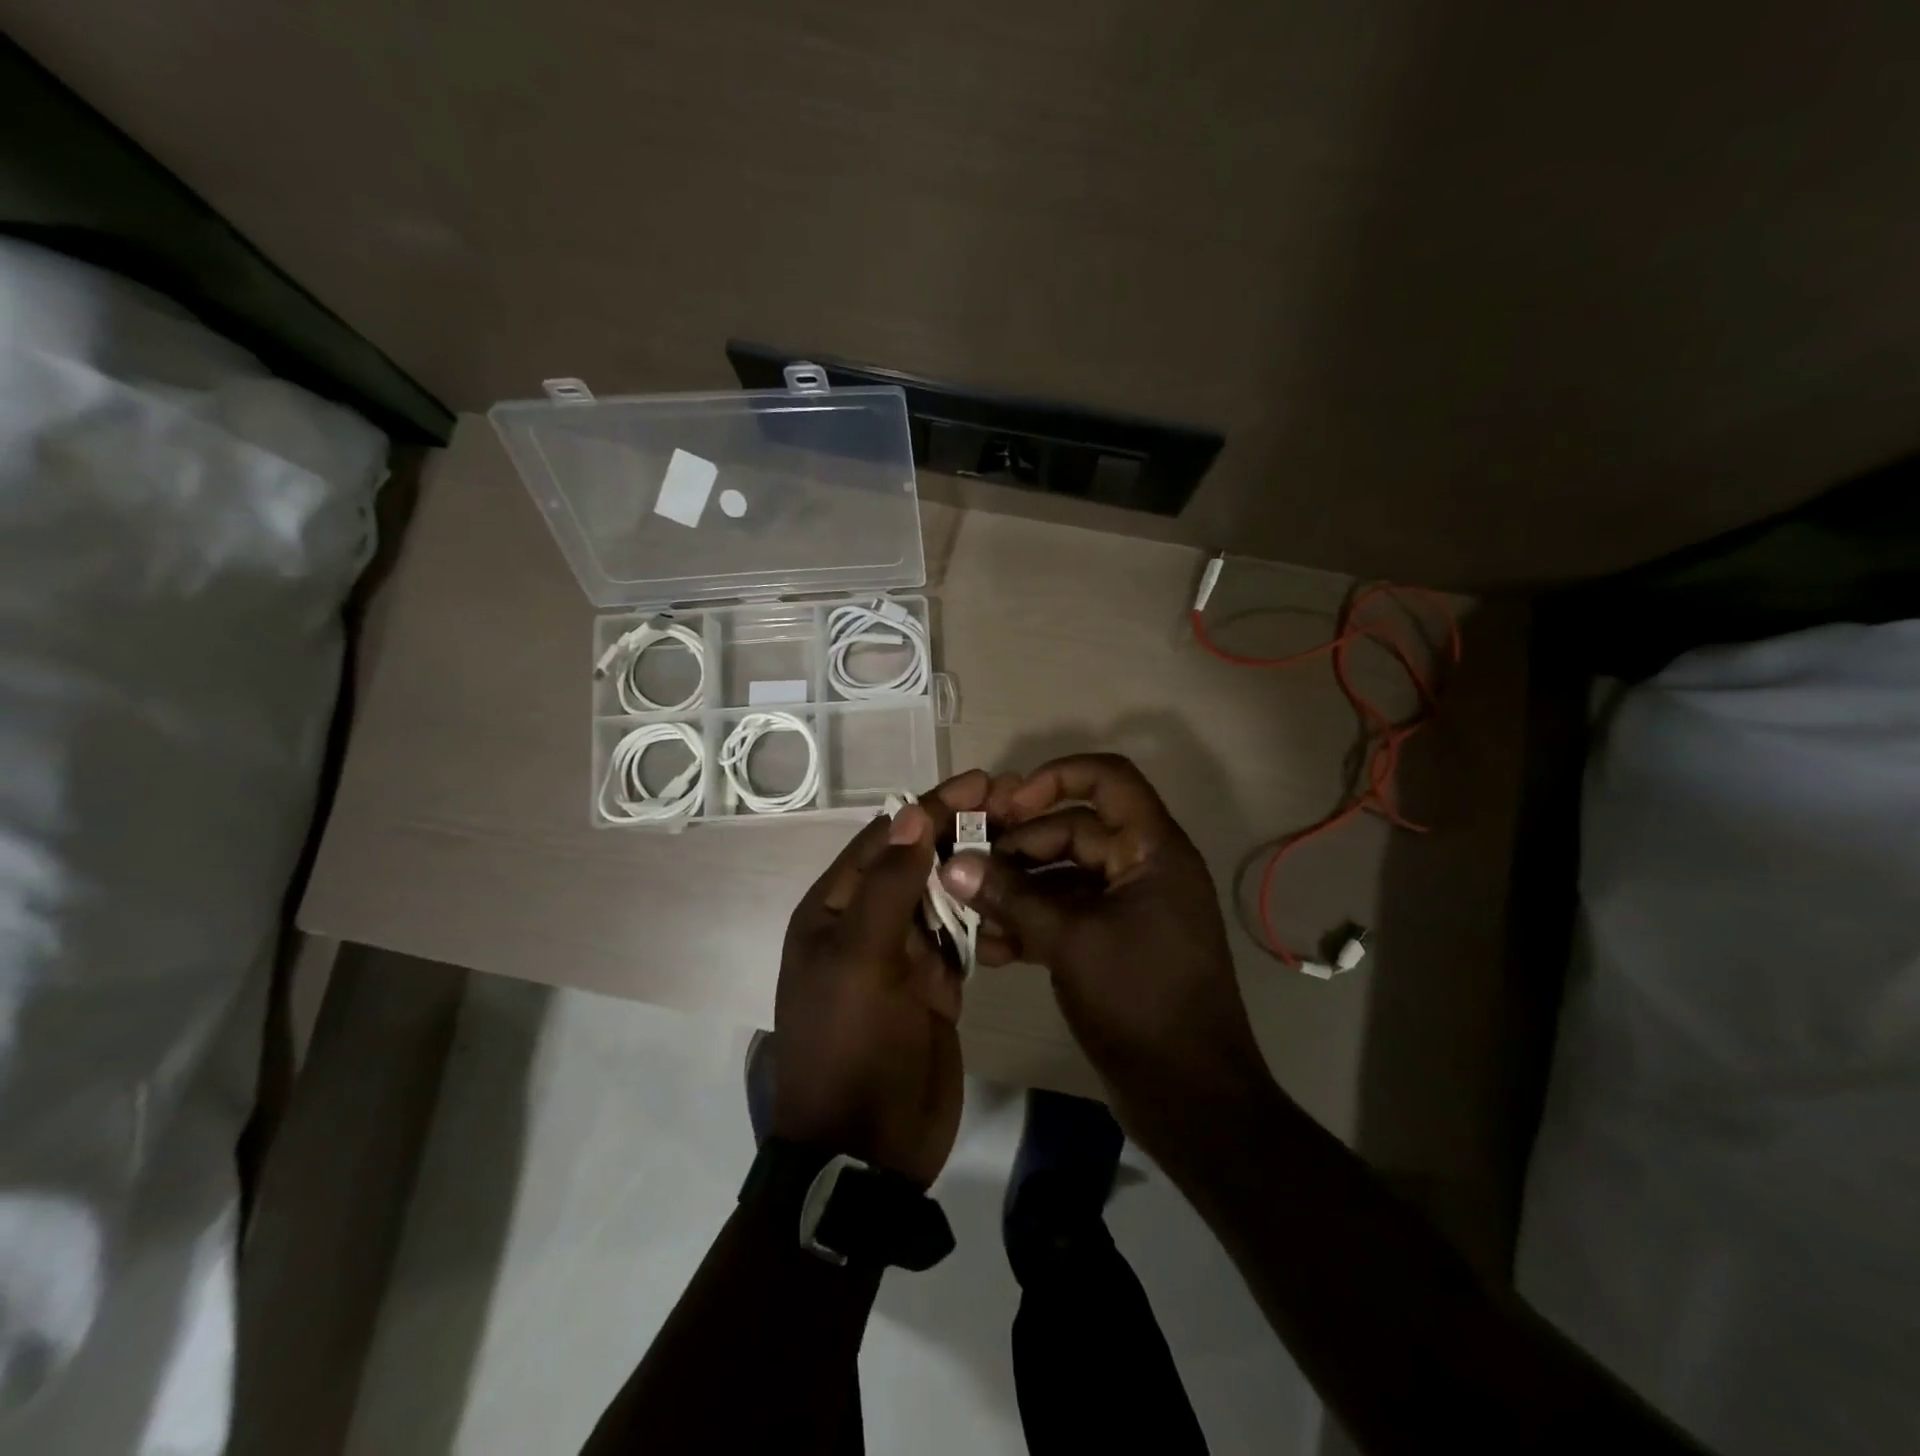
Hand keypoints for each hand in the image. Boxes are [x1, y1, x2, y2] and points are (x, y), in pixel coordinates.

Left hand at [772, 781, 980, 1187]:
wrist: (867, 1148)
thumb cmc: (851, 1044)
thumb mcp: (859, 959)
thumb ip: (887, 887)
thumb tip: (912, 815)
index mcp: (834, 907)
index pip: (887, 839)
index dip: (932, 807)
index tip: (981, 781)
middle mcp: (867, 921)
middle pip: (918, 860)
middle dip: (961, 829)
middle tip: (1015, 801)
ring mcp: (905, 952)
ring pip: (944, 894)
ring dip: (977, 866)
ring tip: (1027, 836)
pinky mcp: (937, 982)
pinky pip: (964, 935)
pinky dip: (988, 914)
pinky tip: (1020, 892)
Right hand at [938, 755, 1266, 1133]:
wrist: (1190, 1098)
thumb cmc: (1140, 1001)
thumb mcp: (1069, 941)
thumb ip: (1010, 897)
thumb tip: (953, 864)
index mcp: (1152, 850)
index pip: (1109, 780)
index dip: (1057, 777)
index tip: (1008, 804)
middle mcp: (1143, 867)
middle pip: (1074, 830)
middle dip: (1019, 849)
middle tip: (967, 868)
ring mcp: (1128, 907)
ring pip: (1063, 877)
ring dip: (1017, 892)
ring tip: (972, 915)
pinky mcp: (1113, 942)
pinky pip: (1066, 915)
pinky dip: (1031, 924)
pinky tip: (993, 949)